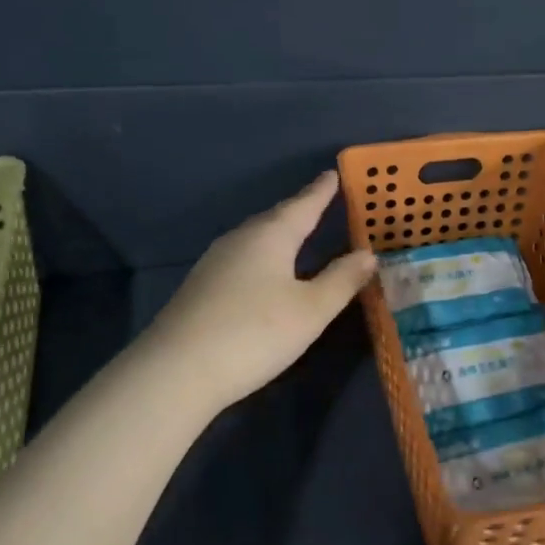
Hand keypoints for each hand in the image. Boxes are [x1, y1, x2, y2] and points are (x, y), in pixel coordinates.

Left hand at [141, 172, 375, 409]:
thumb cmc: (255, 333)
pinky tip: (266, 272)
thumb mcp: (311, 310)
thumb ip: (342, 280)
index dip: (321, 191)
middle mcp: (241, 239)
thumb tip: (368, 254)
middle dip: (300, 210)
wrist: (176, 371)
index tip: (332, 173)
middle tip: (321, 202)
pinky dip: (263, 256)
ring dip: (280, 234)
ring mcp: (215, 262)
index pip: (303, 205)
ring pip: (256, 239)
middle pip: (276, 218)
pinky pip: (243, 258)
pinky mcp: (201, 287)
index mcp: (271, 236)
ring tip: (299, 235)